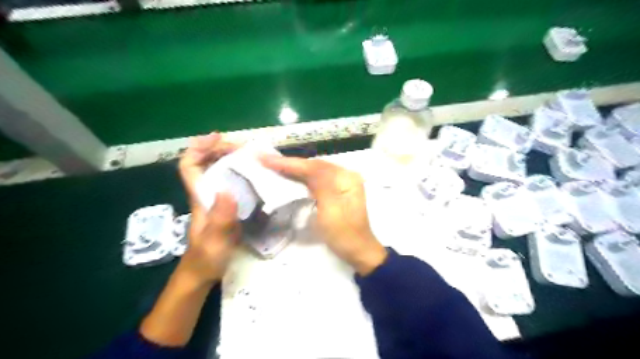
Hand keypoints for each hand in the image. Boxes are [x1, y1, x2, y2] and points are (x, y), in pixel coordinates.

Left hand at [140, 133, 242, 346]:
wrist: (203, 273)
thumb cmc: (206, 257)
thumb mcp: (214, 239)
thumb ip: (220, 217)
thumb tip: (227, 189)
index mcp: (200, 197)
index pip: (189, 166)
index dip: (198, 148)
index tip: (216, 137)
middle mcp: (206, 194)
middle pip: (205, 163)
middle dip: (220, 149)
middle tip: (244, 147)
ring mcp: (216, 201)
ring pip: (218, 172)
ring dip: (231, 159)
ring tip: (252, 156)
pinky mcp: (226, 208)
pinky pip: (231, 184)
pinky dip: (240, 174)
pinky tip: (255, 176)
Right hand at [258, 156, 384, 275]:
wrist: (358, 250)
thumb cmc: (343, 234)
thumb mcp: (330, 211)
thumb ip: (320, 185)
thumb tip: (305, 167)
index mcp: (345, 178)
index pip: (313, 167)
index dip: (289, 163)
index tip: (266, 158)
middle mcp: (345, 176)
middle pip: (314, 166)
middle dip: (290, 163)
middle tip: (266, 159)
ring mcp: (342, 183)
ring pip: (314, 171)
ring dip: (295, 168)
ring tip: (273, 164)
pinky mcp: (337, 191)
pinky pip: (317, 179)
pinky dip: (302, 177)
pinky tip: (290, 175)